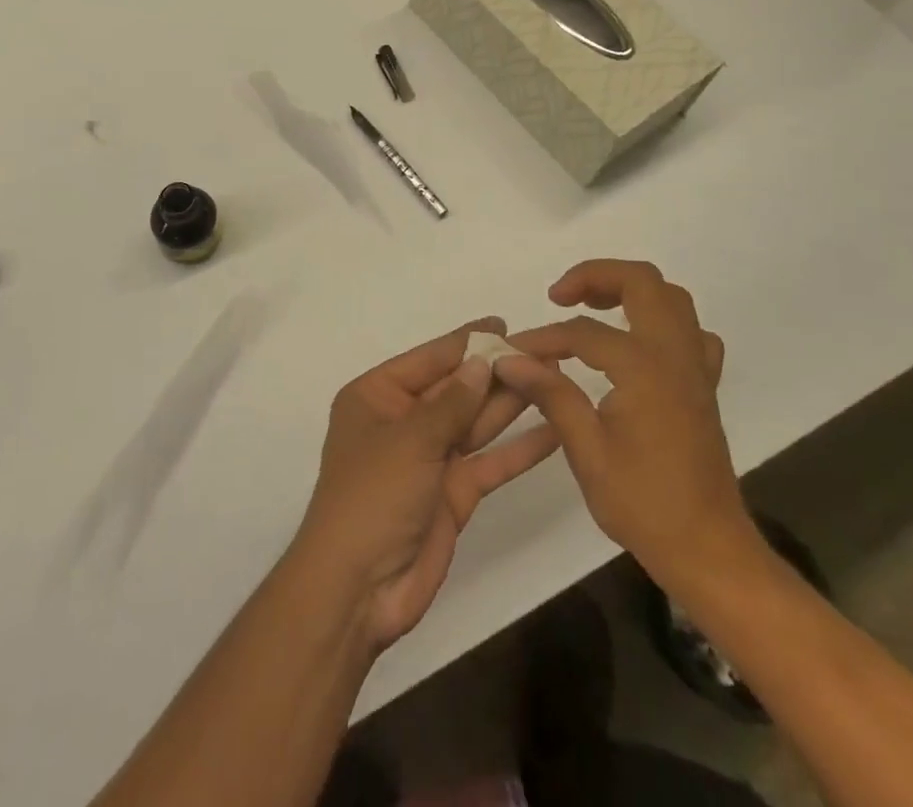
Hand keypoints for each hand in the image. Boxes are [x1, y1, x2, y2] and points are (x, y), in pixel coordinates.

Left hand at [293, 321, 560, 649]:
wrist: (359, 589)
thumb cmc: (372, 496)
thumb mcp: (410, 440)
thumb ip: (452, 403)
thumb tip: (481, 362)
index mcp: (377, 396)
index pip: (428, 360)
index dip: (465, 342)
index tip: (502, 323)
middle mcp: (403, 421)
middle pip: (456, 389)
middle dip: (495, 372)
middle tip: (542, 350)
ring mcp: (430, 458)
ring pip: (476, 422)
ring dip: (511, 403)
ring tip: (554, 379)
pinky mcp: (453, 493)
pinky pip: (489, 462)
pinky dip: (518, 450)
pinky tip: (554, 432)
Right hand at [496, 259, 759, 590]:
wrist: (709, 550)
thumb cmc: (644, 504)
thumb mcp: (587, 450)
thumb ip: (551, 394)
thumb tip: (510, 359)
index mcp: (644, 368)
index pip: (583, 332)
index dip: (543, 339)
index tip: (513, 353)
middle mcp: (674, 355)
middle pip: (642, 283)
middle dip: (596, 276)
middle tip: (559, 295)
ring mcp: (695, 368)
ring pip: (671, 298)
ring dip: (629, 290)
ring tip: (590, 306)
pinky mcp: (703, 386)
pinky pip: (691, 332)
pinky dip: (661, 321)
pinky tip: (636, 342)